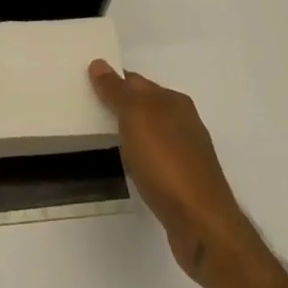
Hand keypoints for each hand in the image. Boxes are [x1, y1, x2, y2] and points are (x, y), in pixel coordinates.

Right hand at [89, 61, 246, 283]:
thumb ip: (116, 90)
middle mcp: (184, 121)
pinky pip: (156, 158)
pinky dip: (141, 156)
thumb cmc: (165, 162)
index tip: (86, 87)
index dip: (111, 81)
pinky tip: (131, 167)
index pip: (135, 80)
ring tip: (105, 139)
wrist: (201, 223)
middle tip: (88, 111)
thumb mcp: (135, 116)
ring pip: (151, 132)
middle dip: (120, 106)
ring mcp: (188, 152)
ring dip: (130, 132)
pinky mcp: (186, 181)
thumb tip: (99, 63)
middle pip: (145, 105)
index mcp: (174, 101)